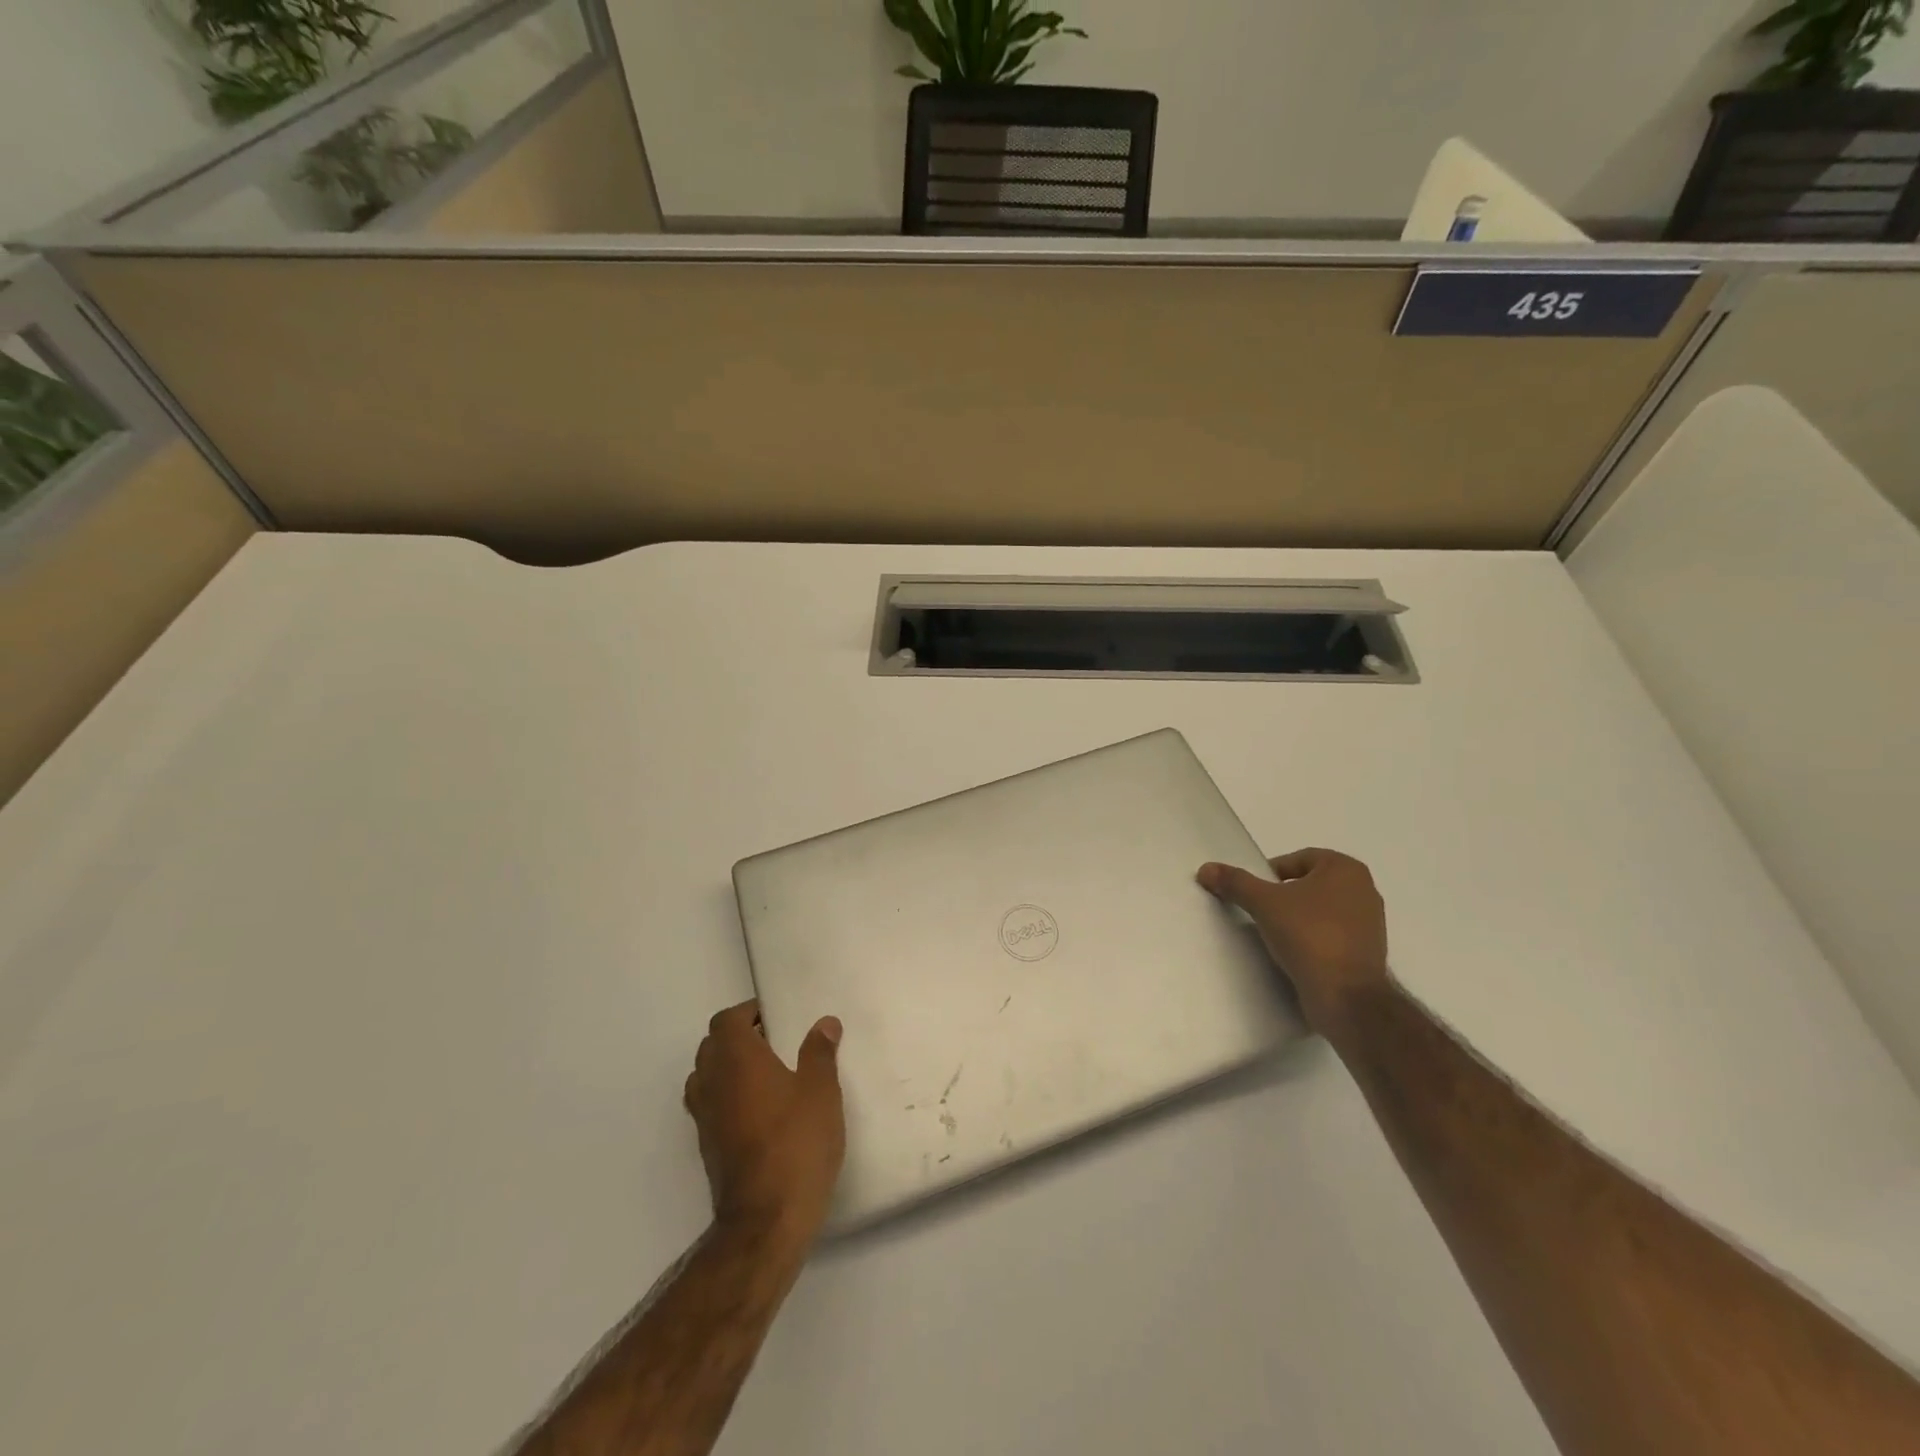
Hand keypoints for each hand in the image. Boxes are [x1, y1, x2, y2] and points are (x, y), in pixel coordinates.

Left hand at [683, 1001, 845, 1244]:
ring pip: (705, 1076)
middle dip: (738, 1037)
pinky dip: (726, 1097)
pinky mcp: (707, 1148)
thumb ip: (819, 1052)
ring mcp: (705, 1118)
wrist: (766, 1220)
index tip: (775, 1017)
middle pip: (711, 1046)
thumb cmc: (797, 1143)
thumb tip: (824, 1023)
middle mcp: (712, 1083)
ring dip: (728, 1068)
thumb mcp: (821, 1091)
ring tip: (765, 1074)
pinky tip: (758, 1110)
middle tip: (774, 1042)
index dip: (747, 1013)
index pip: (726, 1021)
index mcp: (737, 1060)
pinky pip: (710, 1106)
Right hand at [1197, 848, 1389, 1033]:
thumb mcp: (1264, 902)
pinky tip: (1294, 954)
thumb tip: (1206, 869)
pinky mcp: (1367, 953)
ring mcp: (1371, 923)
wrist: (1347, 997)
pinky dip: (1313, 939)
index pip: (1299, 859)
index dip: (1272, 873)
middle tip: (1261, 912)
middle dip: (1285, 896)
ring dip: (1298, 918)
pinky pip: (1331, 935)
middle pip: (1310, 884)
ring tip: (1274, 934)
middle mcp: (1365, 890)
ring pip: (1321, 911)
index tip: (1255, 893)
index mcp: (1346, 869)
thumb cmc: (1309, 935)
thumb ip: (1235, 882)